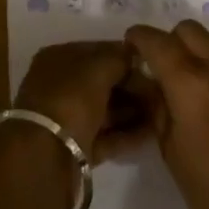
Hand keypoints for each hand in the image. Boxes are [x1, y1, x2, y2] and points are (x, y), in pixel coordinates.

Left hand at [13, 40, 154, 163]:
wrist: (46, 157)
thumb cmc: (70, 99)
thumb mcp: (98, 68)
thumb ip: (119, 58)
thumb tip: (134, 54)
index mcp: (57, 59)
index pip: (97, 50)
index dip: (124, 55)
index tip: (152, 63)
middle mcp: (60, 86)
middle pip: (102, 81)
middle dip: (132, 86)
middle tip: (161, 91)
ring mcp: (68, 118)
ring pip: (106, 109)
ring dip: (133, 110)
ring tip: (162, 112)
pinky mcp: (77, 147)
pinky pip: (106, 136)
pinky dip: (127, 134)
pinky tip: (152, 134)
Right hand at [124, 20, 208, 208]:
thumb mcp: (171, 152)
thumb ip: (157, 108)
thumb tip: (150, 83)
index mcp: (190, 84)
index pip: (156, 41)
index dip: (139, 38)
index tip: (132, 45)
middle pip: (188, 29)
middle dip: (171, 42)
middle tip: (167, 67)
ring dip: (203, 50)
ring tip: (201, 79)